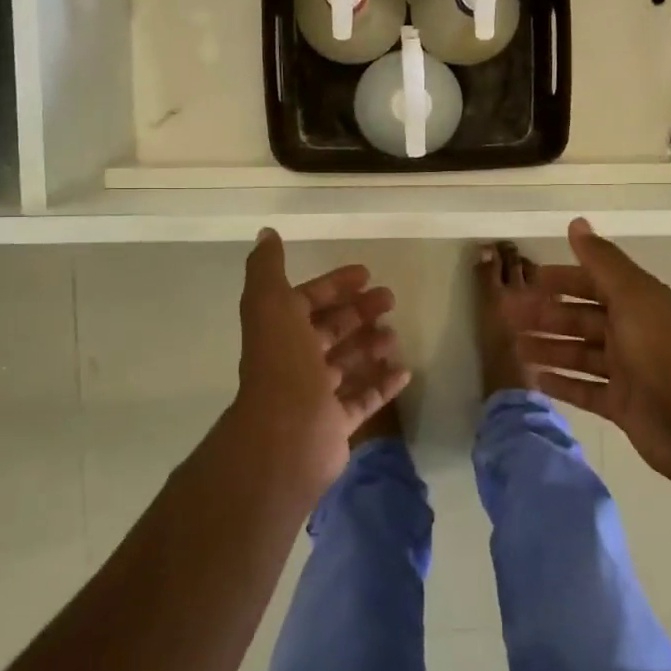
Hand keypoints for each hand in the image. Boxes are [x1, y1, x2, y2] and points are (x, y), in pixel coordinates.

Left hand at [223, 229, 410, 492]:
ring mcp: (315, 395)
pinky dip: (382, 385)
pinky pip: (363, 400)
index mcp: (280, 331)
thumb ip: (267, 268)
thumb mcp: (271, 304)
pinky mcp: (335, 424)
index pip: (308, 300)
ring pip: (347, 364)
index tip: (367, 274)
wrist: (285, 436)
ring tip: (395, 335)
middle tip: (391, 299)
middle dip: (359, 312)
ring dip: (371, 346)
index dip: (334, 284)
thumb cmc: (283, 364)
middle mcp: (295, 361)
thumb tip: (266, 233)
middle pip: (332, 330)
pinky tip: (405, 372)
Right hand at [512, 218, 670, 493]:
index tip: (528, 280)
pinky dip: (562, 383)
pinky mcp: (622, 405)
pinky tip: (535, 379)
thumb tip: (577, 222)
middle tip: (507, 318)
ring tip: (514, 348)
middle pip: (581, 319)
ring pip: (579, 353)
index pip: (593, 282)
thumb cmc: (661, 351)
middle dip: (546, 315)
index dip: (562, 279)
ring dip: (548, 348)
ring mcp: (627, 371)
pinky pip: (585, 389)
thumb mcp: (631, 296)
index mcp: (637, 302)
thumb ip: (602, 261)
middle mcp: (632, 332)